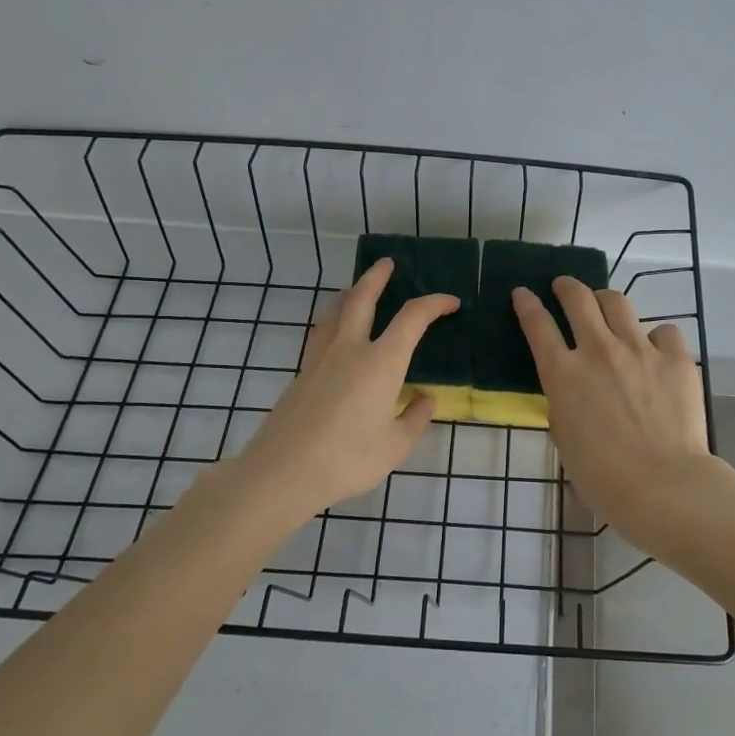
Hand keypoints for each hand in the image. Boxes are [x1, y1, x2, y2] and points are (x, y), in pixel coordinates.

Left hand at [229, 258, 456, 526]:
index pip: (412, 318)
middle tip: (387, 264)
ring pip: (334, 311)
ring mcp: (320, 359)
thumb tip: (425, 400)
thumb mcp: (395, 446)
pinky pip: (320, 333)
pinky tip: (334, 332)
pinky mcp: (301, 374)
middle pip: (362, 298)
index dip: (434, 304)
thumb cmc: (348, 459)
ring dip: (349, 293)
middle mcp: (350, 349)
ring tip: (356, 289)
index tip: (451, 302)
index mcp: (381, 362)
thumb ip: (415, 419)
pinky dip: (332, 320)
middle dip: (377, 277)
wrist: (283, 471)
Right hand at [512, 279, 713, 535]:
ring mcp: (639, 349)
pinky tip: (656, 350)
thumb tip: (573, 391)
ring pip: (618, 302)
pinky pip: (664, 331)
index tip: (522, 293)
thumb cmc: (602, 477)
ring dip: (605, 300)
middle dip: (566, 286)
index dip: (527, 304)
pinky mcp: (675, 358)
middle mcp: (598, 351)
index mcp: (563, 374)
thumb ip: (564, 404)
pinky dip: (655, 337)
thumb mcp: (565, 438)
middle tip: (563, 286)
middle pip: (577, 299)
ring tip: (606, 305)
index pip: (537, 325)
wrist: (662, 485)